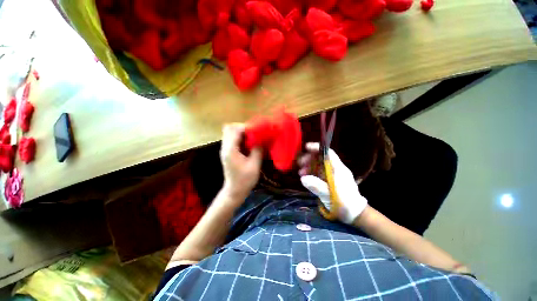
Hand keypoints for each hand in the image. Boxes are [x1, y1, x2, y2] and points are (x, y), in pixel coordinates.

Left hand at [220, 123, 262, 200]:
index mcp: (230, 150)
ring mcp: (225, 150)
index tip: (257, 131)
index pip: (235, 130)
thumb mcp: (254, 165)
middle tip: (254, 133)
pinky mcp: (228, 153)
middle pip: (229, 128)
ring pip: (230, 133)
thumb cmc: (245, 180)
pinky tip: (249, 144)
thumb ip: (257, 150)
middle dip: (243, 128)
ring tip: (253, 137)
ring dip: (241, 133)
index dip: (247, 128)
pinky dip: (240, 138)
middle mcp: (225, 147)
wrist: (235, 191)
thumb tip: (261, 139)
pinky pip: (232, 139)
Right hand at [298, 142, 367, 223]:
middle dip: (309, 159)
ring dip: (309, 166)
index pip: (328, 153)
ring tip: (300, 172)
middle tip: (299, 163)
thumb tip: (303, 178)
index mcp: (338, 169)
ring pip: (319, 166)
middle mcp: (336, 169)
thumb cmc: (344, 203)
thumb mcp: (330, 195)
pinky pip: (319, 173)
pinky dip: (311, 173)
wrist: (355, 214)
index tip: (306, 147)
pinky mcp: (330, 181)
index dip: (317, 148)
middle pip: (321, 158)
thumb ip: (317, 186)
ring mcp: (333, 175)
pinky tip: (305, 178)